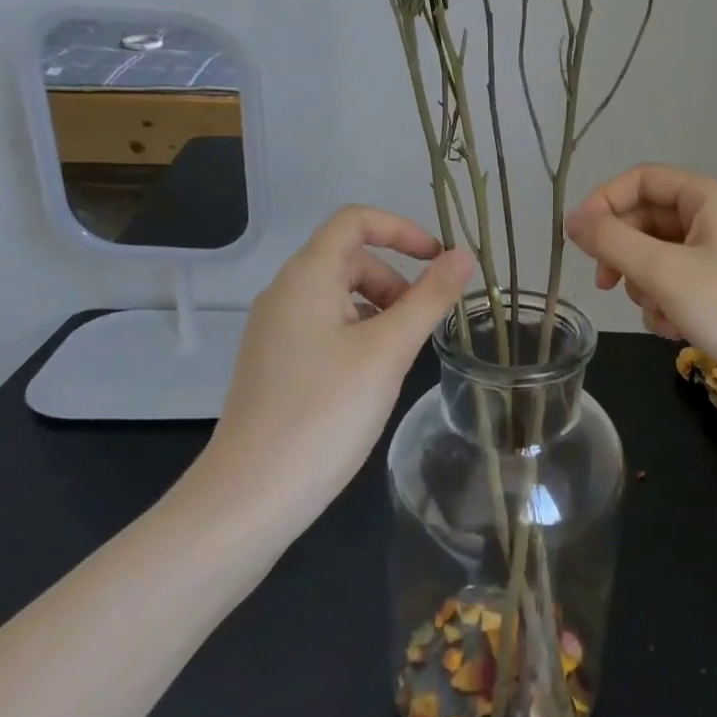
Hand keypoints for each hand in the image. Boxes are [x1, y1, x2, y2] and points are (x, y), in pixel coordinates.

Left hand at [183, 207, 472, 530]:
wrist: (251, 496)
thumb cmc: (325, 412)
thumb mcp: (389, 350)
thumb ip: (430, 298)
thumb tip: (465, 255)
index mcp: (307, 277)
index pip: (354, 220)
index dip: (402, 229)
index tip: (438, 260)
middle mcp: (284, 293)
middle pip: (349, 258)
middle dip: (395, 278)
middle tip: (422, 323)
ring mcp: (275, 330)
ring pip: (339, 295)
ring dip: (380, 308)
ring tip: (400, 355)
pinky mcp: (274, 362)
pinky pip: (324, 326)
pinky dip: (358, 333)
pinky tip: (370, 377)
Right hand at [565, 165, 716, 418]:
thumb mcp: (664, 271)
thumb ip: (611, 241)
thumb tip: (570, 219)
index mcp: (709, 197)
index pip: (642, 179)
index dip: (605, 202)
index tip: (579, 238)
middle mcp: (716, 218)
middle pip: (648, 219)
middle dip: (625, 253)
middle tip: (605, 284)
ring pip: (658, 256)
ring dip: (646, 285)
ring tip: (660, 313)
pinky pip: (677, 283)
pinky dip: (667, 303)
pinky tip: (675, 329)